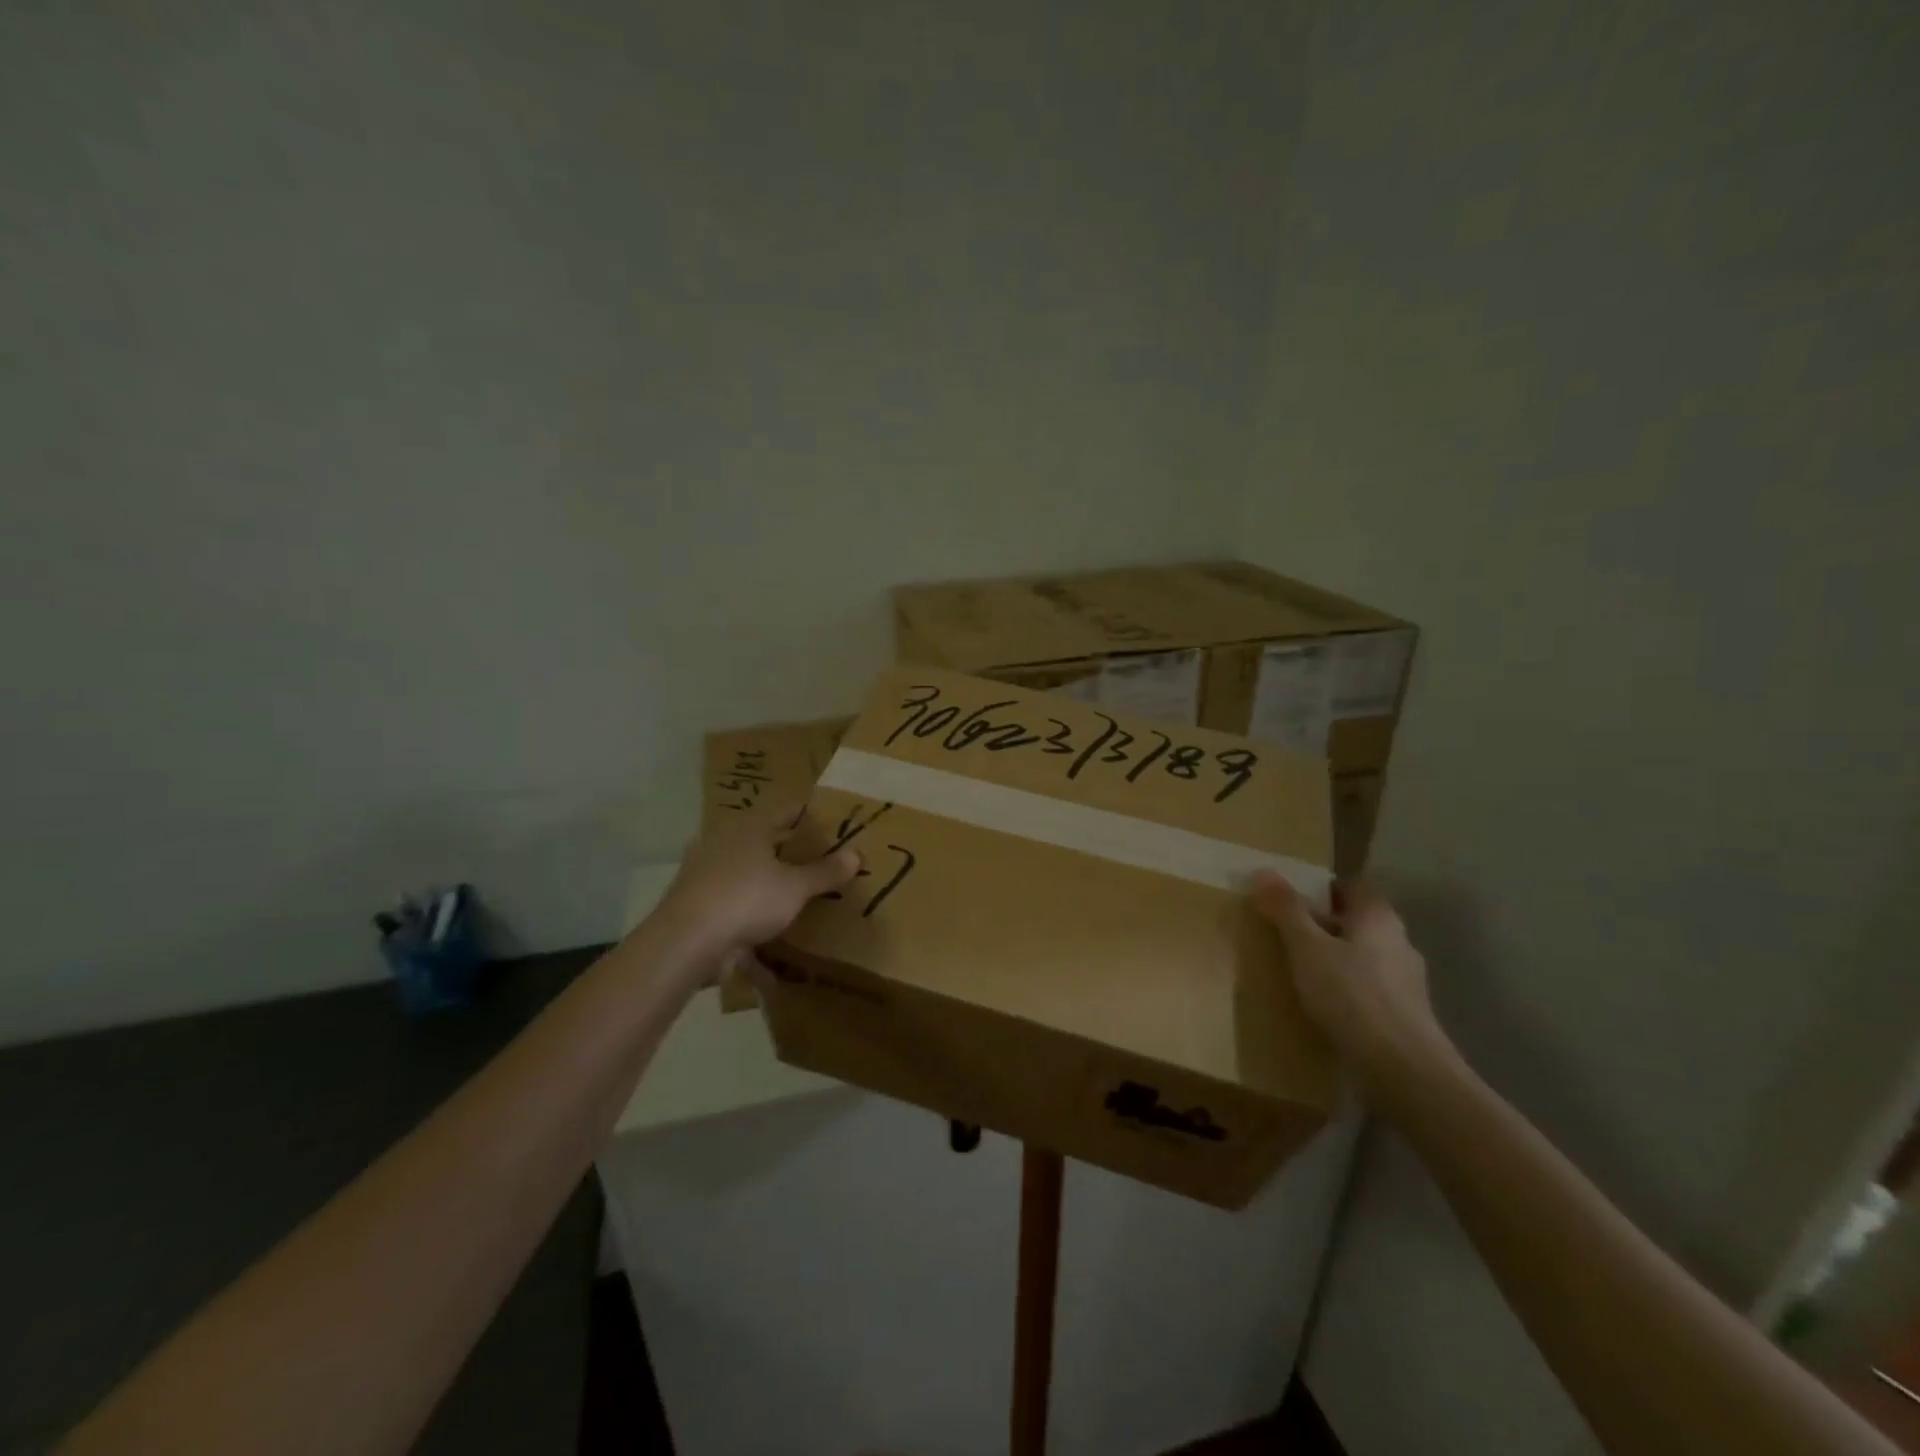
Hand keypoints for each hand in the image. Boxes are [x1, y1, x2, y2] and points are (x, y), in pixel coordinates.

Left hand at [651, 805, 859, 975]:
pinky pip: (731, 907)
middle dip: (789, 852)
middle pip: (763, 841)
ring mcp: (704, 873)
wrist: (686, 942)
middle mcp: (724, 843)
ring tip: (795, 899)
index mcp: (749, 828)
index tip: (831, 821)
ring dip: (766, 886)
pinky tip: (768, 945)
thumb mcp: (795, 887)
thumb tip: (857, 854)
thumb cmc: (747, 899)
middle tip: (819, 861)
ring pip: (745, 874)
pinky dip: (749, 920)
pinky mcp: (695, 905)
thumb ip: (825, 872)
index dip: (809, 815)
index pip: (786, 810)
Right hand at [1249, 874, 1456, 1095]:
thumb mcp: (1306, 948)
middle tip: (1285, 934)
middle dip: (1323, 925)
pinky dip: (1348, 990)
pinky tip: (1325, 1007)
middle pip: (1356, 921)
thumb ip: (1285, 910)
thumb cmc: (1351, 996)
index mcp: (1378, 917)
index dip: (1321, 889)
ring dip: (1335, 959)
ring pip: (1363, 956)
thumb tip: (1263, 871)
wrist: (1404, 1070)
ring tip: (1300, 972)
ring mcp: (1407, 980)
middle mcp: (1399, 941)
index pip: (1351, 886)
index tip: (1289, 901)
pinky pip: (1369, 988)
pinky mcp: (1407, 1014)